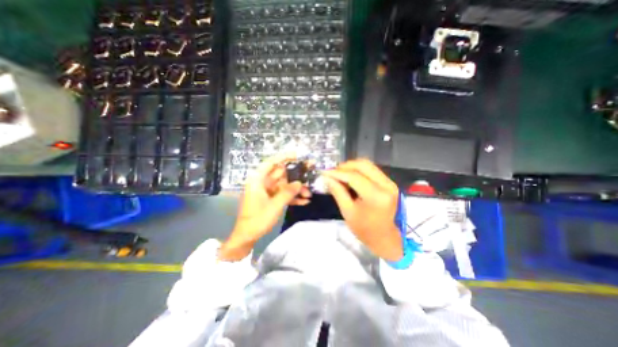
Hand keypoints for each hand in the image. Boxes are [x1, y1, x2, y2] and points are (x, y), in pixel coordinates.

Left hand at [220, 155, 310, 259]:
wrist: (247, 236)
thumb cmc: (257, 219)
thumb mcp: (275, 205)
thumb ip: (288, 192)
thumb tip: (299, 182)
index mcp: (258, 180)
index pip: (271, 163)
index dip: (284, 157)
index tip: (297, 155)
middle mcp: (263, 183)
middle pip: (281, 174)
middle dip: (296, 176)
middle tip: (310, 174)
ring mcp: (268, 191)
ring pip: (285, 185)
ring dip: (296, 189)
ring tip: (309, 194)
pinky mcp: (271, 199)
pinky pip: (283, 194)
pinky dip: (293, 197)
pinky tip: (304, 201)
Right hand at [321, 158, 403, 261]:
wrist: (386, 239)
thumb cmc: (365, 230)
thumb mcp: (348, 212)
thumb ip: (338, 191)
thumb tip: (327, 177)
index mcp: (376, 196)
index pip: (354, 176)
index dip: (337, 172)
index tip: (325, 172)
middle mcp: (386, 185)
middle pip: (363, 165)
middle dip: (345, 166)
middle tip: (333, 173)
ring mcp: (390, 183)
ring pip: (368, 165)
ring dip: (352, 167)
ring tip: (339, 175)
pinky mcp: (390, 183)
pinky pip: (372, 170)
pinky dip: (359, 171)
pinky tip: (350, 177)